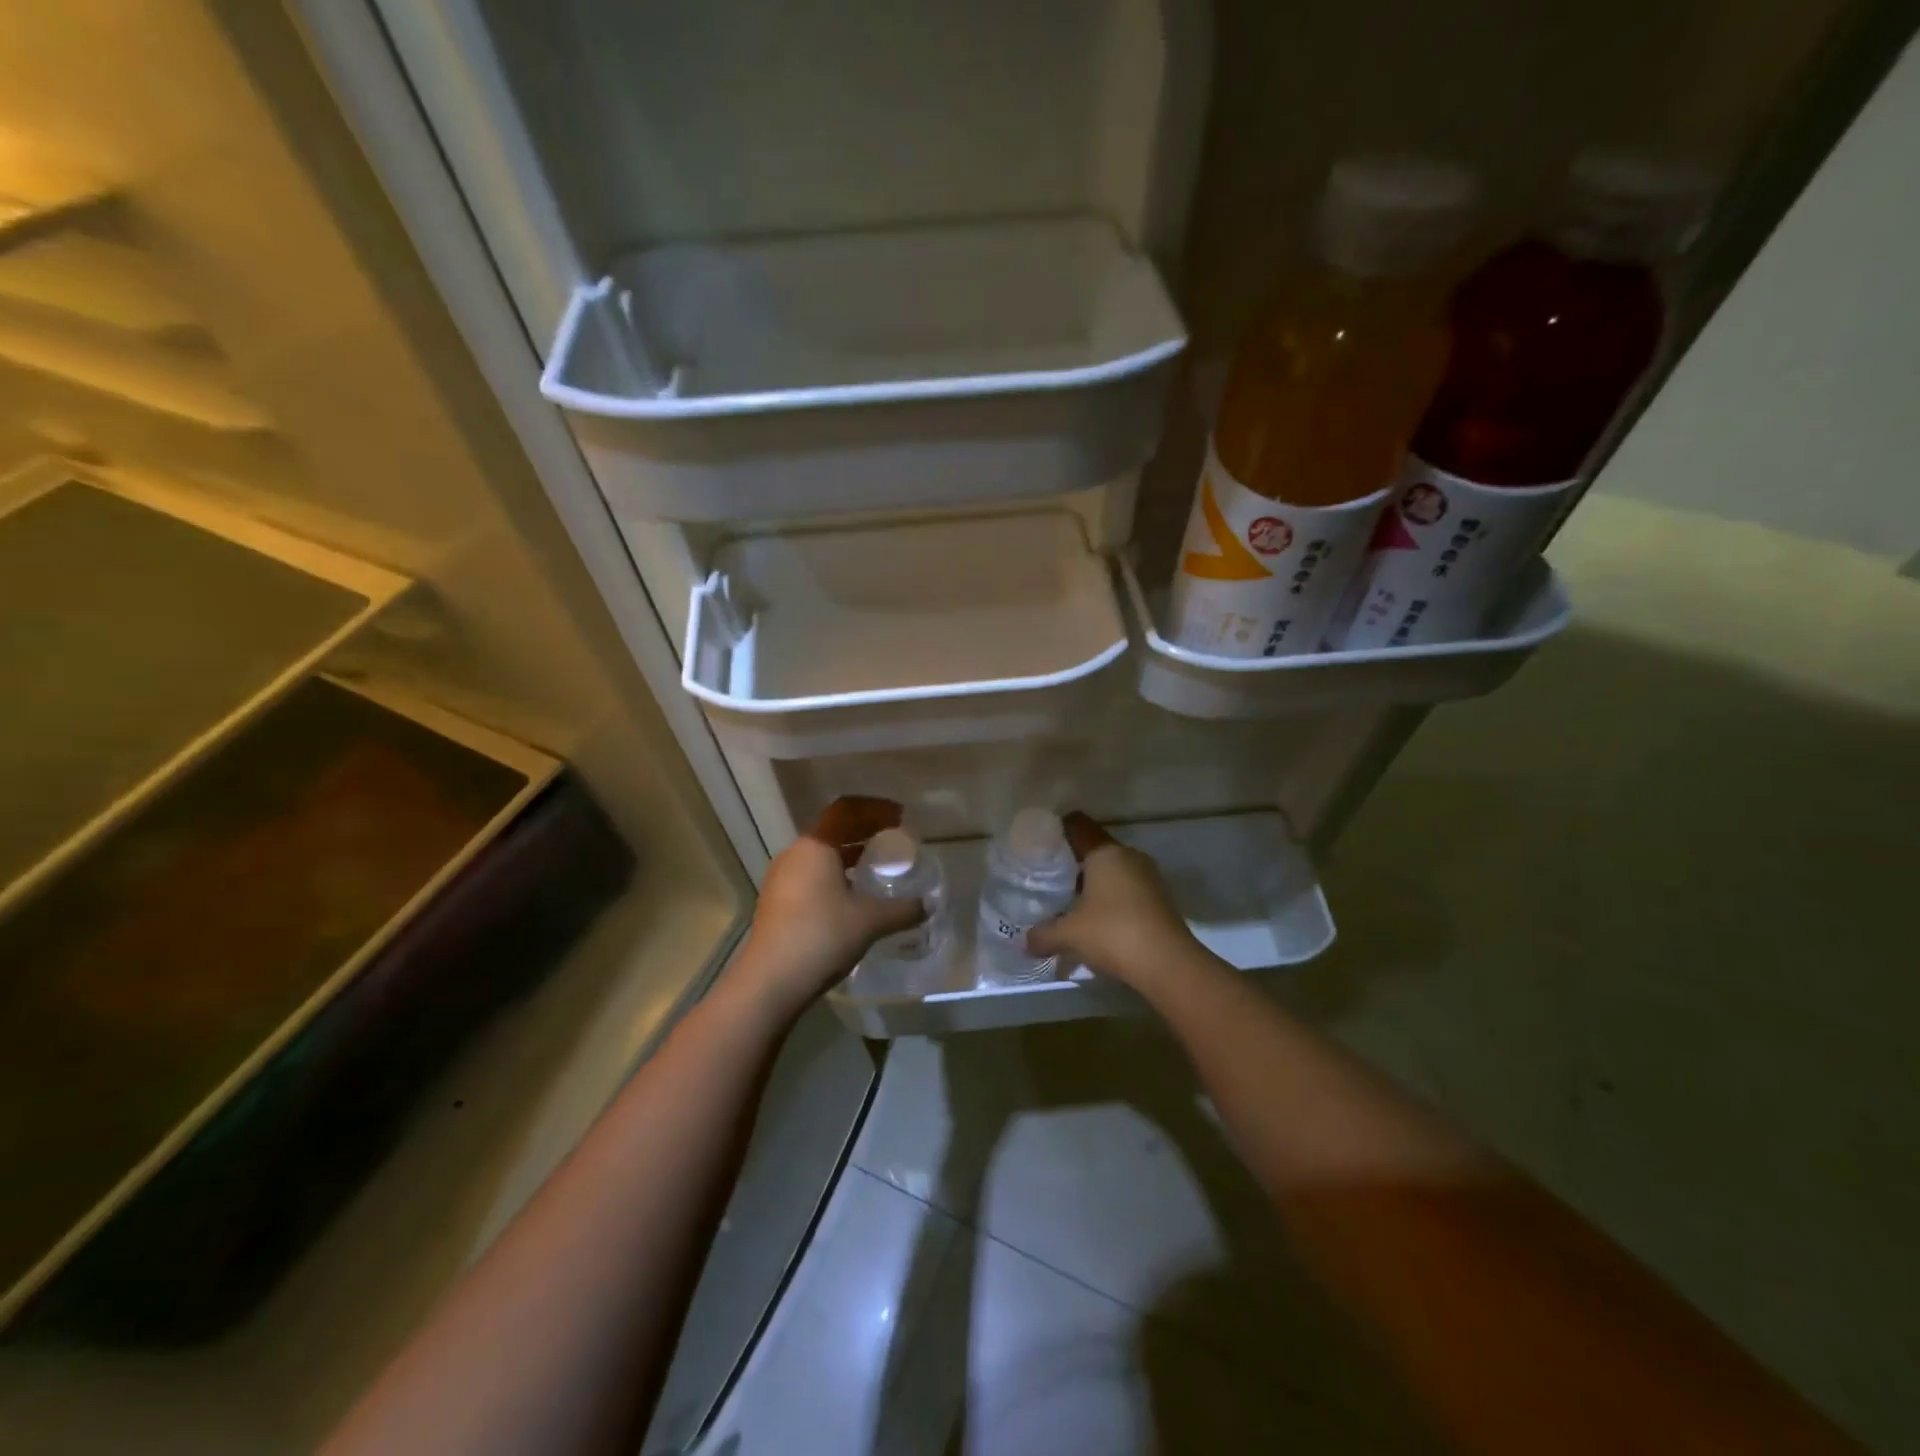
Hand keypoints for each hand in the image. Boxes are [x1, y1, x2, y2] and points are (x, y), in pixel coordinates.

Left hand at [726, 796, 924, 1020]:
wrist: (769, 982)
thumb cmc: (822, 936)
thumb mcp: (870, 920)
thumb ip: (903, 909)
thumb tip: (928, 905)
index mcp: (816, 846)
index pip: (847, 810)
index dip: (875, 808)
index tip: (900, 816)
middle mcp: (795, 854)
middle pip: (833, 830)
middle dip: (864, 831)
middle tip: (893, 838)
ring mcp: (781, 879)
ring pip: (821, 855)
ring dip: (849, 854)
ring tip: (875, 866)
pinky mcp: (776, 903)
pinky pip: (811, 876)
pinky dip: (835, 875)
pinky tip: (851, 896)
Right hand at [1026, 812, 1197, 991]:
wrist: (1169, 965)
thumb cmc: (1113, 934)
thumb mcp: (1069, 935)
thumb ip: (1043, 935)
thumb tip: (1024, 941)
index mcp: (1105, 853)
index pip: (1077, 825)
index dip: (1057, 829)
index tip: (1039, 843)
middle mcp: (1129, 857)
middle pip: (1095, 850)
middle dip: (1073, 863)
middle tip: (1048, 879)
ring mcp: (1149, 878)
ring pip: (1113, 872)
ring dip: (1093, 885)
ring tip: (1069, 904)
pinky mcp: (1160, 900)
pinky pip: (1127, 891)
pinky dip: (1110, 901)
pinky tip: (1096, 923)